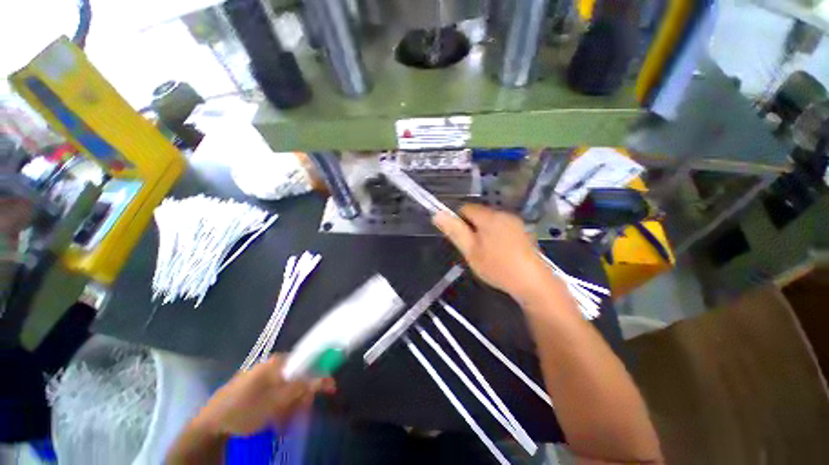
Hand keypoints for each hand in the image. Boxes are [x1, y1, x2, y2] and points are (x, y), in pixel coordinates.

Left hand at [193, 355, 334, 436]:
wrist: (210, 424)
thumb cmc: (245, 410)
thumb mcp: (277, 401)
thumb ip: (303, 387)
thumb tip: (327, 377)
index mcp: (278, 362)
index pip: (309, 361)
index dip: (320, 374)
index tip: (328, 390)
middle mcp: (272, 364)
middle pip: (299, 375)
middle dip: (302, 395)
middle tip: (301, 413)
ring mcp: (262, 374)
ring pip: (288, 386)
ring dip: (291, 404)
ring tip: (285, 421)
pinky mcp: (255, 386)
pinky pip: (276, 392)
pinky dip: (280, 405)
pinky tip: (276, 418)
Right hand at [433, 204, 551, 298]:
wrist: (533, 282)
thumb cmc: (497, 266)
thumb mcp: (470, 251)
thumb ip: (454, 231)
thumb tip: (437, 214)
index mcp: (489, 217)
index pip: (466, 208)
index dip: (459, 221)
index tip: (461, 239)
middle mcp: (503, 214)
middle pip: (479, 214)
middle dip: (472, 228)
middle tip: (473, 249)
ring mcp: (515, 222)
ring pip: (491, 221)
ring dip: (484, 232)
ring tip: (486, 253)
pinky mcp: (523, 231)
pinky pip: (502, 227)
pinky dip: (496, 235)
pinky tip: (500, 253)